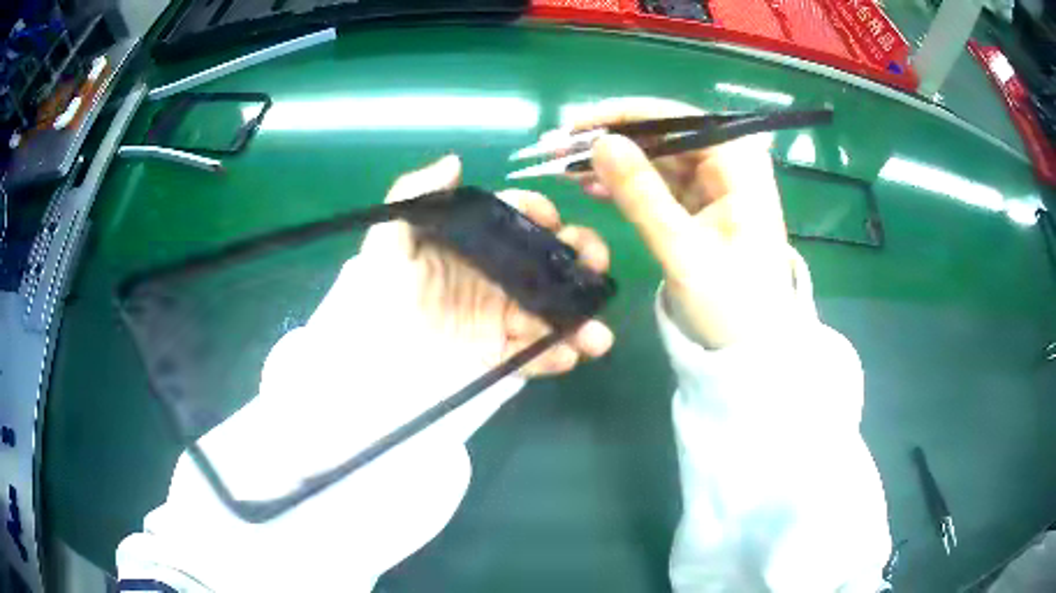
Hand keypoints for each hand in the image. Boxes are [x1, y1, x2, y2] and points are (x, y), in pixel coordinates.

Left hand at [360, 155, 613, 375]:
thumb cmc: (377, 293)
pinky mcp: (499, 356)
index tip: (552, 219)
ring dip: (581, 319)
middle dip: (581, 260)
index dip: (539, 213)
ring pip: (552, 311)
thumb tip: (454, 161)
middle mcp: (494, 275)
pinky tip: (569, 356)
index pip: (516, 218)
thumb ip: (414, 194)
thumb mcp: (387, 239)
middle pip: (549, 262)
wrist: (368, 361)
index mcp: (473, 243)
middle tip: (595, 266)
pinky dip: (557, 356)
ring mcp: (500, 317)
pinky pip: (535, 354)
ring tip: (597, 336)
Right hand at [565, 97, 797, 348]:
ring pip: (655, 157)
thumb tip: (600, 143)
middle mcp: (728, 161)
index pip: (675, 118)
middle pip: (662, 134)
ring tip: (566, 170)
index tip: (575, 129)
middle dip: (611, 140)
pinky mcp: (700, 203)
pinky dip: (625, 184)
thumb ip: (642, 195)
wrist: (750, 345)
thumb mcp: (682, 250)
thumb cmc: (730, 302)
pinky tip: (591, 187)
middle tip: (559, 151)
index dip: (621, 117)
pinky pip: (657, 182)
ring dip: (613, 162)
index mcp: (738, 162)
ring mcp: (714, 182)